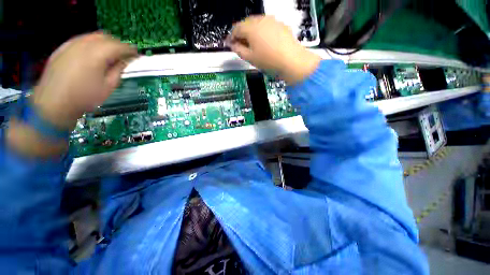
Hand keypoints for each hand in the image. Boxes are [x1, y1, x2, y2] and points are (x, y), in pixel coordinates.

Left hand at [33, 33, 137, 130]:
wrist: (54, 104)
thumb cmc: (85, 97)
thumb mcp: (108, 86)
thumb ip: (118, 70)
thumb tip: (125, 61)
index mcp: (97, 54)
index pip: (119, 46)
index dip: (130, 50)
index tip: (136, 55)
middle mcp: (83, 44)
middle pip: (106, 37)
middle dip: (118, 44)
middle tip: (124, 55)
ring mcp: (70, 45)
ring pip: (92, 36)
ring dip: (104, 43)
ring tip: (110, 54)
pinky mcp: (62, 49)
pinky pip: (80, 40)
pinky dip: (91, 44)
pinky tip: (93, 54)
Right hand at [227, 16, 320, 84]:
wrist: (291, 61)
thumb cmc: (269, 61)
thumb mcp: (250, 58)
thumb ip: (238, 50)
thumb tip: (233, 45)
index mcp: (251, 28)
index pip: (236, 29)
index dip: (231, 37)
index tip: (230, 44)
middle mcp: (260, 20)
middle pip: (246, 24)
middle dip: (241, 34)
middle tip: (240, 45)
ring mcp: (271, 20)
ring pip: (256, 24)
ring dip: (251, 32)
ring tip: (252, 45)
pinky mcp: (280, 24)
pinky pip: (266, 26)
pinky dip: (261, 32)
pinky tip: (264, 42)